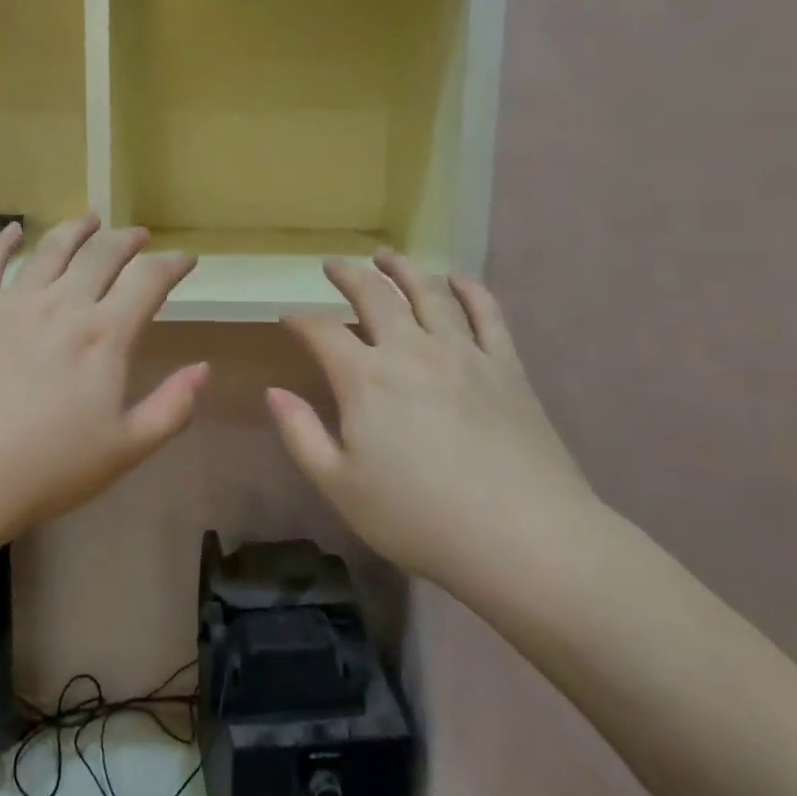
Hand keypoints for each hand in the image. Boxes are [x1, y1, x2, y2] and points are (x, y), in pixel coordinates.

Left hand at [0, 215, 208, 542]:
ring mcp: (11, 303)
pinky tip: (12, 230)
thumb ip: (172, 407)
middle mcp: (62, 304)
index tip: (185, 258)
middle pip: (101, 255)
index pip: (148, 281)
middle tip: (139, 235)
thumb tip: (204, 368)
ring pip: (50, 249)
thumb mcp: (125, 449)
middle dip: (127, 240)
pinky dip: (2, 242)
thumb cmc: (45, 470)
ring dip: (75, 230)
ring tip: (90, 219)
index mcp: (104, 335)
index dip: (172, 265)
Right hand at [267, 252, 597, 590]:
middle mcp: (411, 350)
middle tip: (334, 265)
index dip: (300, 320)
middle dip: (348, 276)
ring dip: (403, 269)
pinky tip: (457, 278)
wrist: (523, 539)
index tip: (287, 315)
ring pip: (428, 292)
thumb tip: (273, 392)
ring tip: (387, 256)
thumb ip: (301, 435)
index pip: (322, 332)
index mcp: (365, 379)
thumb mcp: (341, 487)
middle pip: (374, 296)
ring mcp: (463, 353)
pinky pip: (487, 313)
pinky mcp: (505, 366)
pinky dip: (470, 289)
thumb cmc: (419, 519)